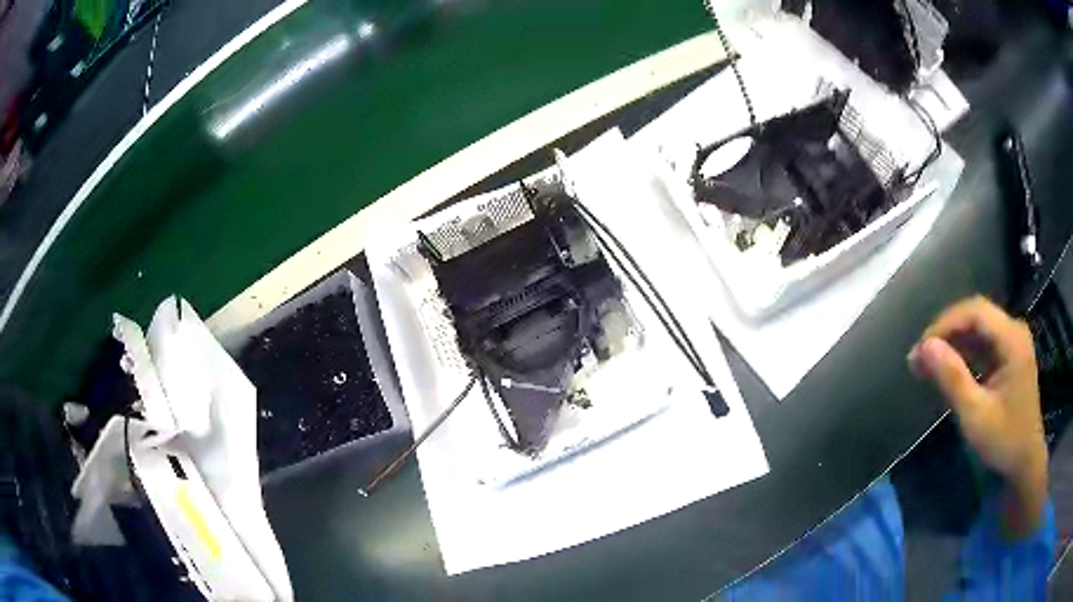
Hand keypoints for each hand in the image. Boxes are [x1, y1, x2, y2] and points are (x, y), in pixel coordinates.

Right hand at [909, 296, 1046, 539]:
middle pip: (976, 316)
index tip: (920, 349)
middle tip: (919, 358)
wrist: (1024, 464)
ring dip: (952, 343)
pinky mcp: (1008, 358)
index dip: (945, 323)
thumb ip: (952, 379)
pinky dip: (962, 354)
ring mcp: (1012, 344)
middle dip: (946, 333)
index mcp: (1012, 339)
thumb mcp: (976, 416)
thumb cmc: (1004, 442)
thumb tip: (923, 347)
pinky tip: (947, 370)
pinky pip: (982, 345)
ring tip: (927, 365)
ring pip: (977, 329)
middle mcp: (1013, 332)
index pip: (975, 312)